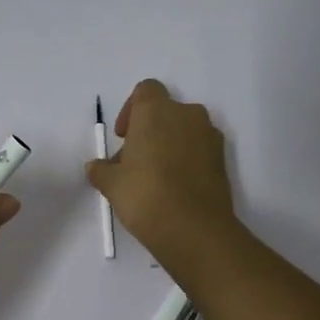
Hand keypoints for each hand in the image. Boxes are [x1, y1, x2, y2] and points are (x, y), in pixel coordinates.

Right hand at [86, 79, 237, 273]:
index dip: (131, 110)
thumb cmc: (145, 196)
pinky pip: (199, 149)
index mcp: (157, 110)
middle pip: (165, 111)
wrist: (195, 229)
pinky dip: (187, 160)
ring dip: (169, 144)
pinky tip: (174, 187)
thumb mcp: (112, 184)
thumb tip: (96, 166)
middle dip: (149, 130)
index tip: (123, 136)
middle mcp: (187, 114)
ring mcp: (209, 136)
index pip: (145, 90)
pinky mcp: (223, 159)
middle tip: (134, 161)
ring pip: (184, 130)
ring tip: (155, 177)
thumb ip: (101, 170)